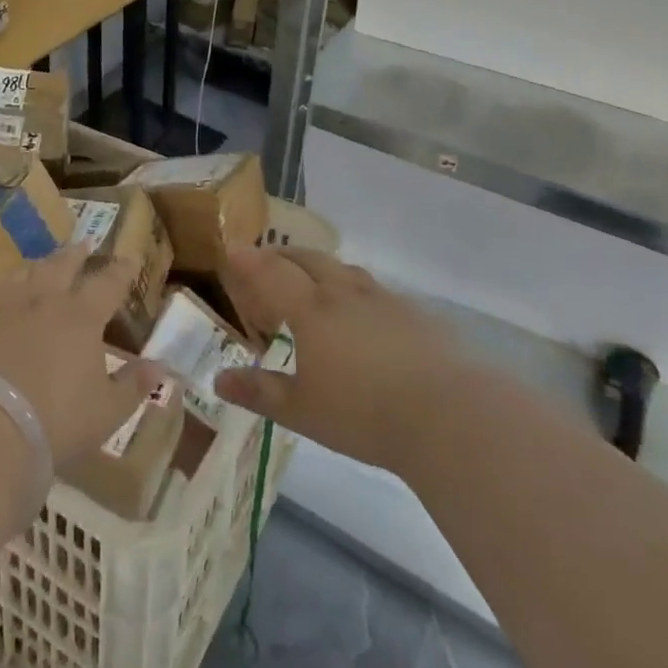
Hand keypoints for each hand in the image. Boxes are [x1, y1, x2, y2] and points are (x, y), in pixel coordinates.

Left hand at [0, 245, 162, 467]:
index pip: (109, 283)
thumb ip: (134, 385)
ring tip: (41, 265)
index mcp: (81, 317)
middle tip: (83, 245)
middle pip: (62, 266)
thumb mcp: (107, 412)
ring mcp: (2, 304)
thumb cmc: (55, 423)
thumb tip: (162, 366)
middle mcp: (43, 299)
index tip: (129, 258)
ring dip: (36, 267)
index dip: (121, 270)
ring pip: (23, 274)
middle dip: (76, 254)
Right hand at [214, 242, 464, 474]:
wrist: (448, 414)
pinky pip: (375, 290)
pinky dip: (356, 290)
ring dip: (321, 269)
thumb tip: (219, 379)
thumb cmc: (363, 414)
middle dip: (283, 256)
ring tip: (314, 284)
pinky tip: (364, 316)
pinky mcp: (415, 313)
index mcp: (311, 309)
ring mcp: (383, 298)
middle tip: (268, 264)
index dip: (249, 260)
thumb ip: (259, 391)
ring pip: (344, 269)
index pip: (271, 271)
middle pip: (308, 259)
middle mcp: (344, 292)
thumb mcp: (302, 411)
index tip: (233, 252)